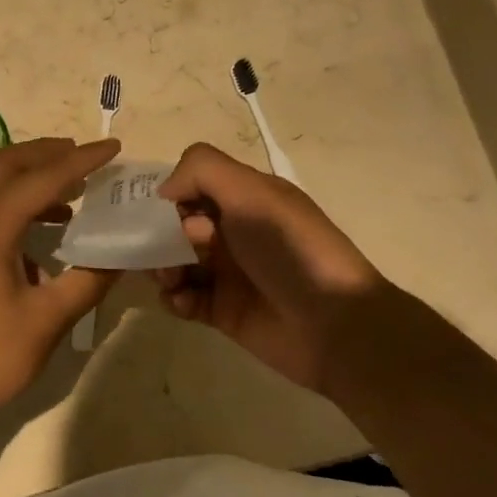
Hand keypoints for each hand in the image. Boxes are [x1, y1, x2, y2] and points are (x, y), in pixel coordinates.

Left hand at [0, 137, 121, 449]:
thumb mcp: (43, 323)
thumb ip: (85, 283)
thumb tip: (120, 257)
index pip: (42, 177)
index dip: (81, 160)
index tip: (113, 147)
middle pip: (5, 165)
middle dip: (45, 153)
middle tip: (82, 156)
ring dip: (26, 179)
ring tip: (67, 194)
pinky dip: (11, 206)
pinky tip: (35, 239)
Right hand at [155, 143, 383, 398]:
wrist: (335, 326)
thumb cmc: (290, 249)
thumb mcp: (251, 192)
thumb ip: (202, 170)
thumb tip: (164, 191)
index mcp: (244, 198)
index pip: (191, 186)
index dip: (173, 198)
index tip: (170, 215)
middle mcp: (233, 230)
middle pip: (176, 225)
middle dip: (160, 236)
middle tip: (166, 252)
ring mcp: (227, 272)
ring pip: (174, 262)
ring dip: (161, 267)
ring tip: (171, 281)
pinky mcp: (222, 311)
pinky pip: (183, 299)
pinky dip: (175, 298)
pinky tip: (184, 302)